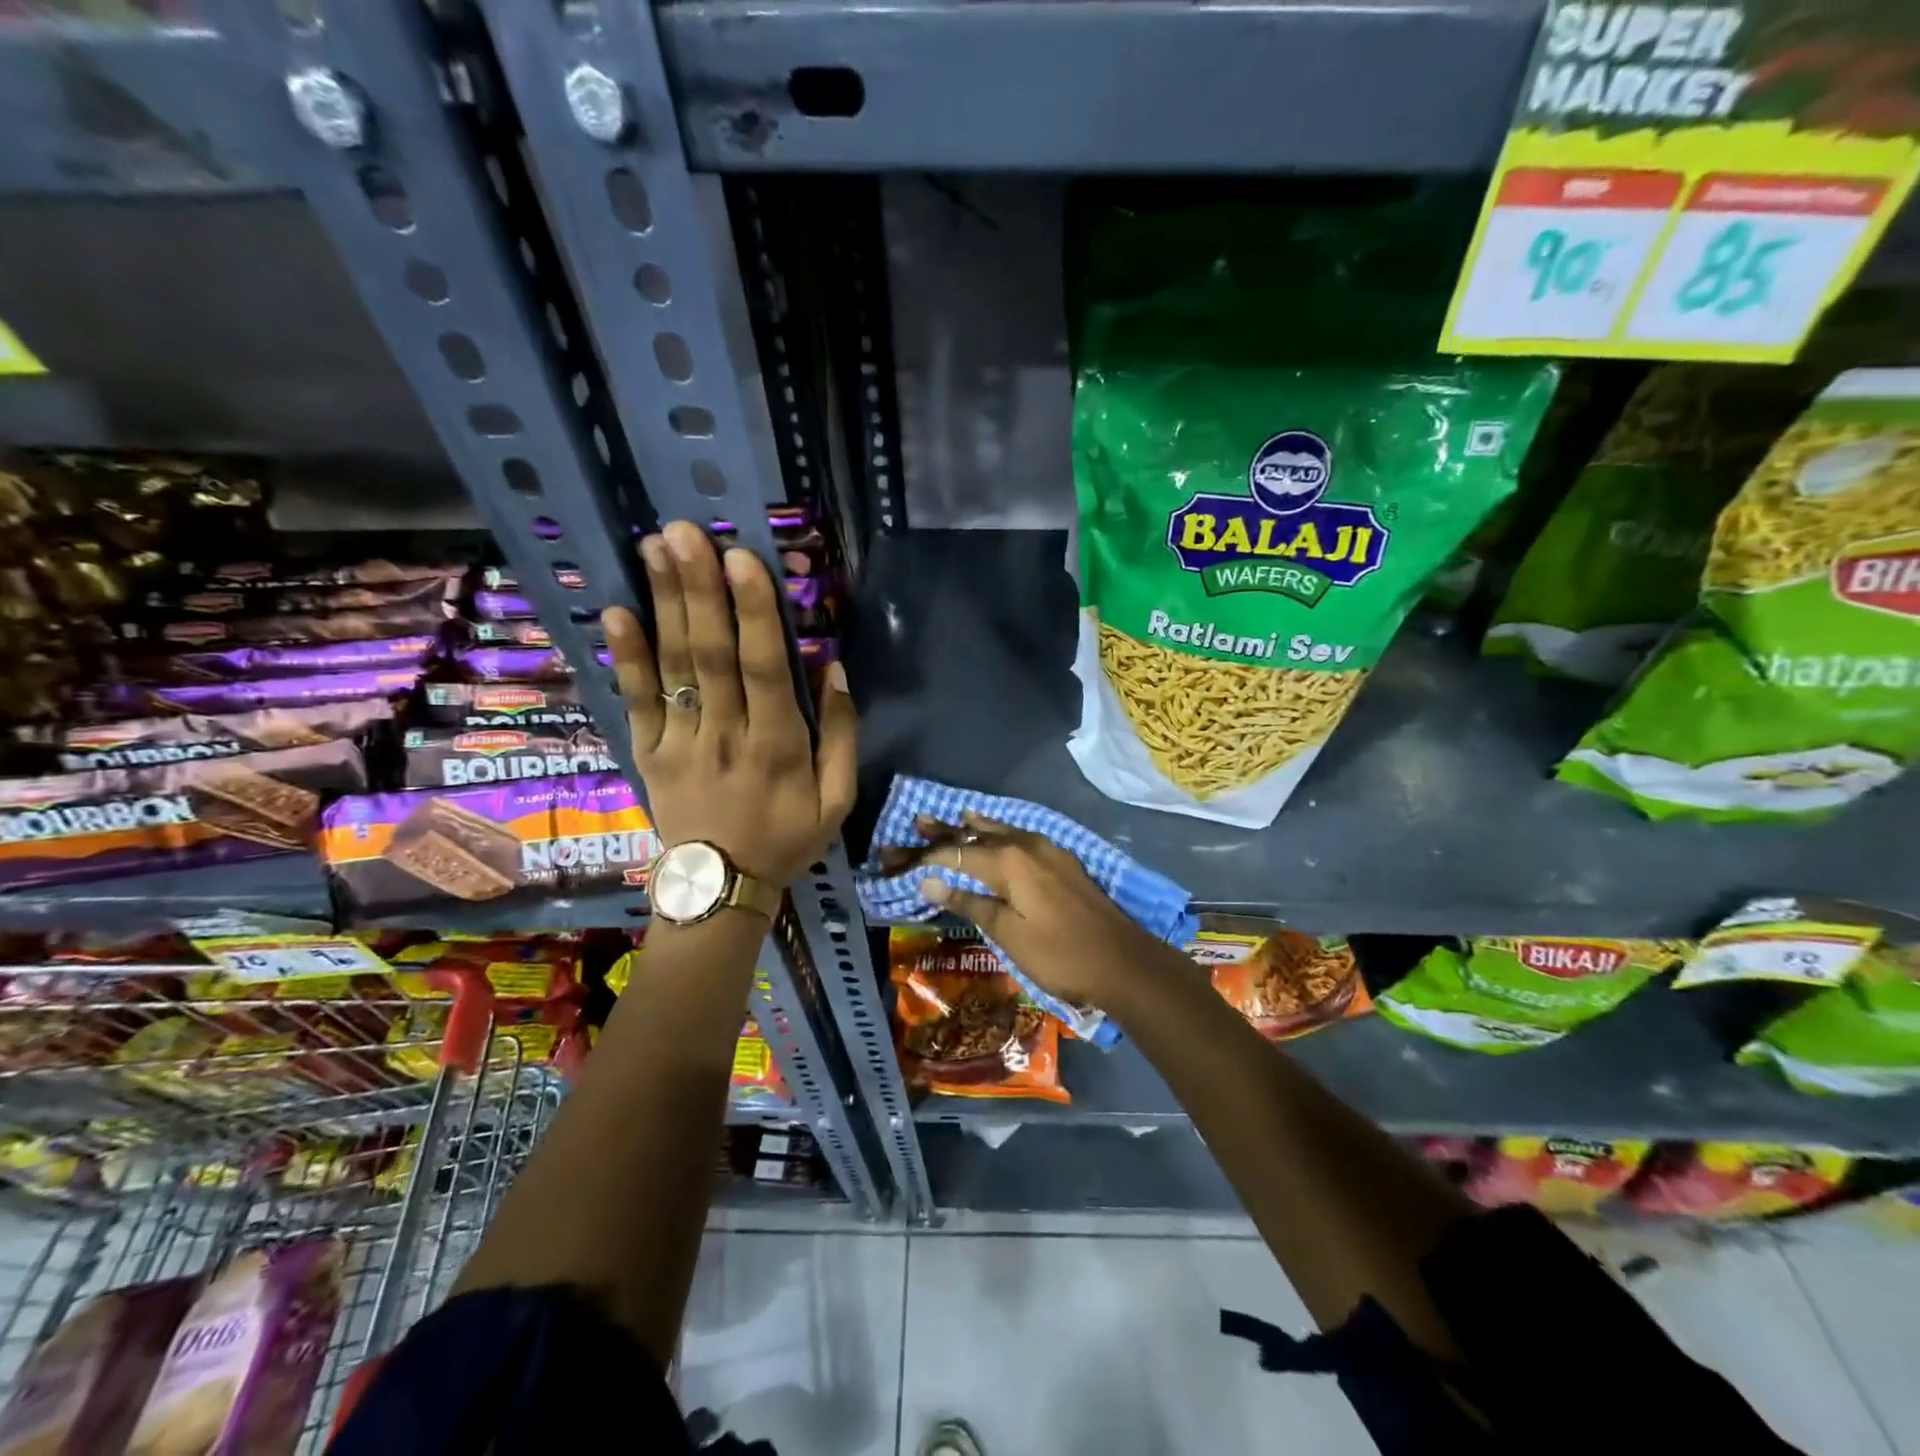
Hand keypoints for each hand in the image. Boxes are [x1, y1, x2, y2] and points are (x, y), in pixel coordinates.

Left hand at [601, 520, 855, 885]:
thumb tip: (836, 669)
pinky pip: (636, 701)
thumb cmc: (787, 838)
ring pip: (673, 666)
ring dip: (664, 604)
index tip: (742, 559)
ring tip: (654, 547)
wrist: (721, 888)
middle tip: (686, 532)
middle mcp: (725, 735)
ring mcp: (680, 742)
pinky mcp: (649, 752)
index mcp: (778, 745)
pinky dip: (626, 657)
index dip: (754, 612)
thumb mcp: (837, 799)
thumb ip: (842, 735)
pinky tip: (617, 611)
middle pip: (710, 655)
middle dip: (699, 589)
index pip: (765, 668)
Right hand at [910, 811, 1178, 1007]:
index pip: (957, 852)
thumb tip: (929, 881)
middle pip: (978, 833)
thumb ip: (969, 902)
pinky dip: (1000, 833)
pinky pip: (1021, 837)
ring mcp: (1048, 849)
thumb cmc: (1059, 953)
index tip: (899, 858)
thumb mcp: (1008, 933)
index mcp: (1008, 861)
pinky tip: (997, 833)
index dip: (926, 856)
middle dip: (946, 831)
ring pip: (1002, 831)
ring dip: (974, 827)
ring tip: (951, 817)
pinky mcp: (1062, 860)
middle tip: (917, 822)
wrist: (1121, 960)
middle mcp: (1026, 844)